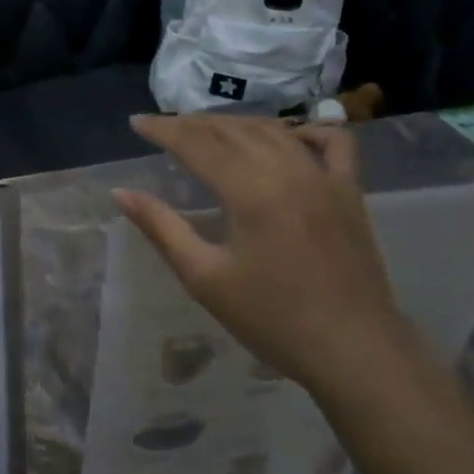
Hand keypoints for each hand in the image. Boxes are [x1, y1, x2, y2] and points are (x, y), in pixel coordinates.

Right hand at [115, 115, 411, 392]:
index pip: (197, 144)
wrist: (353, 350)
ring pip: (275, 130)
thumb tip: (121, 194)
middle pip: (233, 130)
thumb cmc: (271, 318)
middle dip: (193, 123)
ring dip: (236, 124)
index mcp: (250, 191)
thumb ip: (161, 228)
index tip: (136, 123)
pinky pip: (334, 143)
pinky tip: (288, 136)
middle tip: (164, 126)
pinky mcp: (350, 192)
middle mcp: (289, 171)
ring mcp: (326, 178)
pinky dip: (307, 130)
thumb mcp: (204, 277)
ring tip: (208, 129)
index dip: (164, 130)